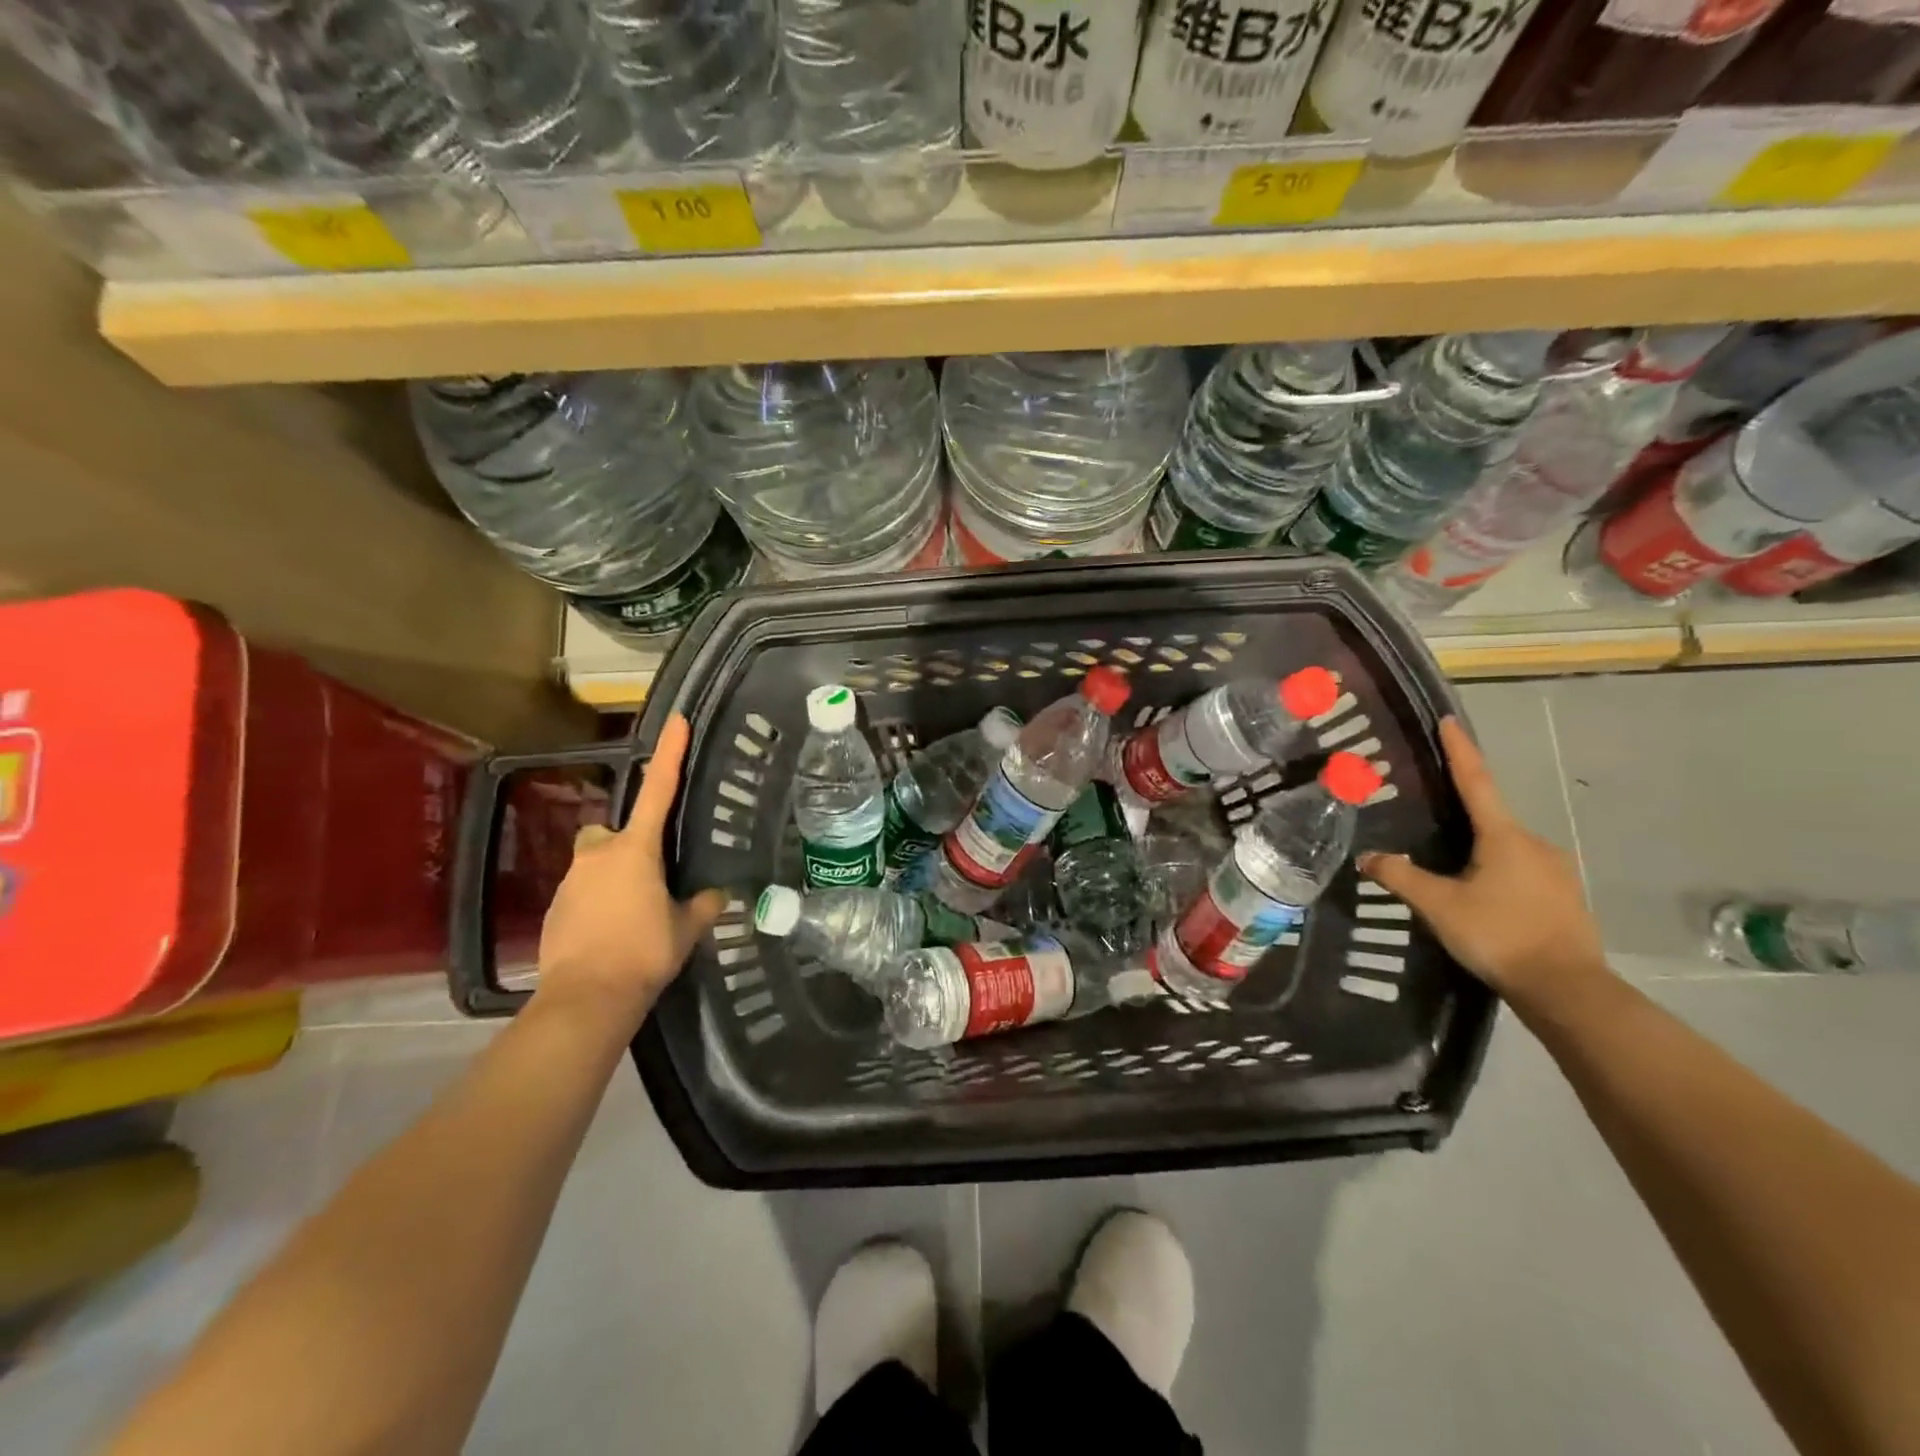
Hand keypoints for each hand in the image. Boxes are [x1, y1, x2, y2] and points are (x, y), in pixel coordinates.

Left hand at [535, 714, 726, 1027]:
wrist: (587, 998)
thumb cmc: (644, 952)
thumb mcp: (686, 928)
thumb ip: (701, 905)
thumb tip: (716, 894)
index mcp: (636, 850)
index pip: (659, 790)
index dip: (670, 754)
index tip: (676, 721)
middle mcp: (599, 855)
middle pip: (611, 834)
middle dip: (626, 846)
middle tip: (649, 877)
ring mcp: (571, 881)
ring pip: (594, 864)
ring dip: (611, 879)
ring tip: (632, 918)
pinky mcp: (555, 909)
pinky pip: (581, 894)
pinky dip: (595, 906)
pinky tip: (610, 936)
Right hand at [1359, 717, 1607, 1013]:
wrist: (1567, 990)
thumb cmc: (1499, 935)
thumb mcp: (1439, 906)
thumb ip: (1400, 877)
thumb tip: (1368, 857)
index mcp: (1504, 837)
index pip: (1475, 782)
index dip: (1460, 750)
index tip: (1449, 721)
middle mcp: (1535, 844)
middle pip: (1491, 818)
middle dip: (1463, 815)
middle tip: (1431, 819)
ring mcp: (1555, 871)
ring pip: (1506, 849)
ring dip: (1479, 852)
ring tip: (1450, 871)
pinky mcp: (1564, 897)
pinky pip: (1521, 872)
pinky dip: (1497, 874)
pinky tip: (1480, 898)